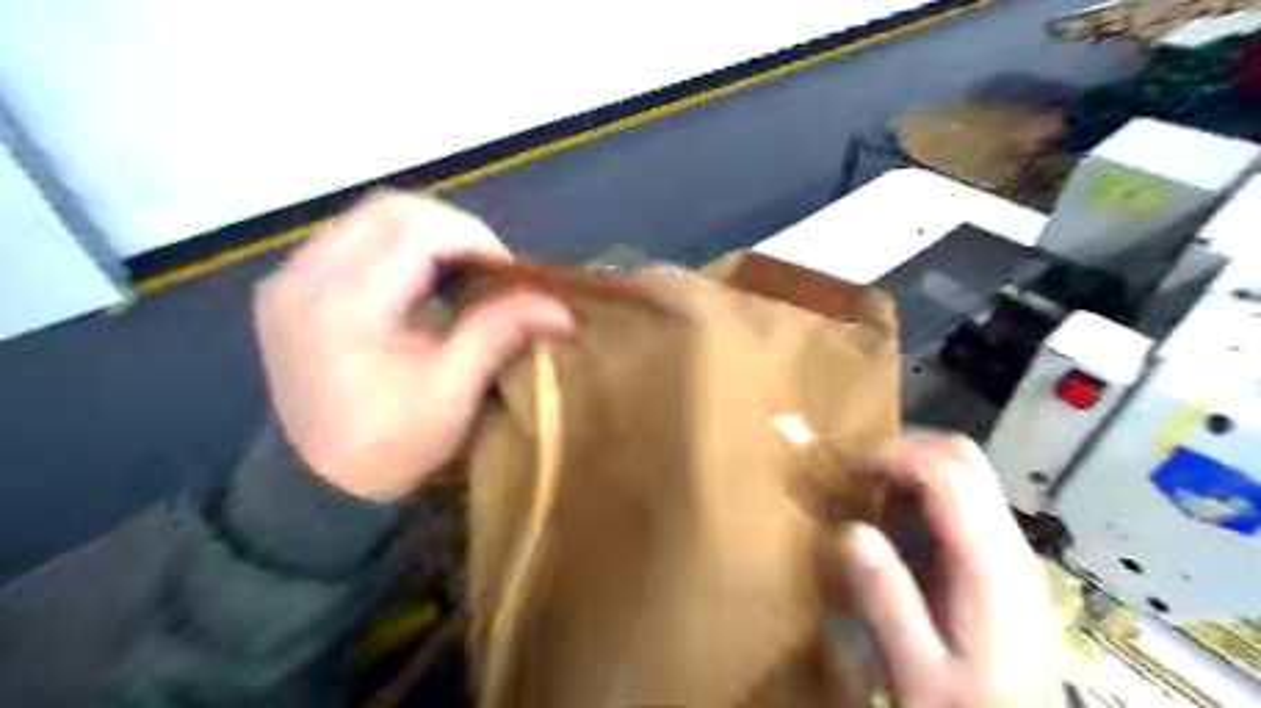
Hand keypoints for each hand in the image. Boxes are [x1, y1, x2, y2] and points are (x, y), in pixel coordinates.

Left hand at [252, 192, 574, 500]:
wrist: (315, 485)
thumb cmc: (389, 445)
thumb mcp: (453, 392)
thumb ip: (500, 332)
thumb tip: (559, 306)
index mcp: (345, 304)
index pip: (416, 231)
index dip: (473, 238)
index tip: (507, 273)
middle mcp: (305, 275)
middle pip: (389, 209)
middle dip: (452, 228)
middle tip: (487, 267)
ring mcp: (289, 278)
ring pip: (368, 218)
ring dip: (425, 234)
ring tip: (459, 271)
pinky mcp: (288, 288)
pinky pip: (349, 239)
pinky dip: (395, 247)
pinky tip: (418, 280)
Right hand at [818, 435, 1062, 705]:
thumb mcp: (919, 672)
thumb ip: (887, 601)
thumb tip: (851, 530)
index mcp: (988, 563)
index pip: (946, 471)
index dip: (893, 456)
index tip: (846, 471)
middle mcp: (1007, 542)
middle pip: (962, 456)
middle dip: (903, 451)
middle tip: (856, 476)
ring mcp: (1009, 547)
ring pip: (964, 472)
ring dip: (911, 470)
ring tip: (868, 497)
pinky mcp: (1001, 559)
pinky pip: (962, 499)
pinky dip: (922, 492)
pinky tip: (895, 524)